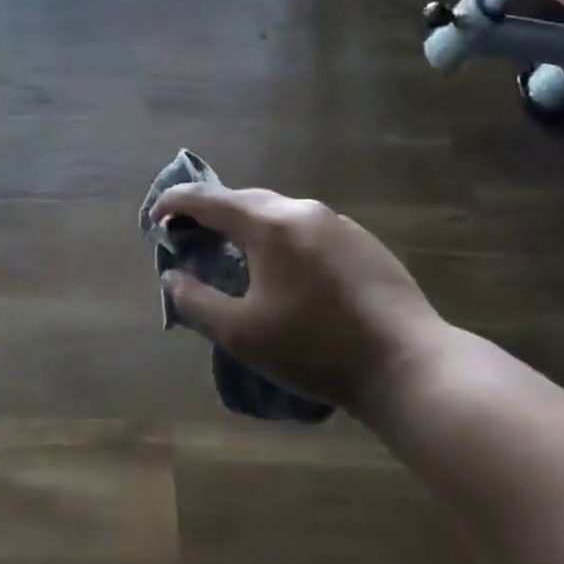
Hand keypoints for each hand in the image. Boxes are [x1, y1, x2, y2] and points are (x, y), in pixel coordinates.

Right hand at [150, 186, 446, 415]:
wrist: (409, 365)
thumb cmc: (316, 349)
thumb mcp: (242, 333)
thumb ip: (195, 301)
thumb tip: (172, 277)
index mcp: (268, 224)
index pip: (207, 199)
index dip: (173, 203)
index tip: (154, 219)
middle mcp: (301, 210)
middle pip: (243, 200)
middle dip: (210, 214)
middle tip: (189, 237)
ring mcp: (337, 222)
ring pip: (278, 213)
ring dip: (248, 227)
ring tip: (236, 256)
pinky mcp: (363, 240)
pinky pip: (307, 228)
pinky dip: (282, 238)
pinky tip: (286, 271)